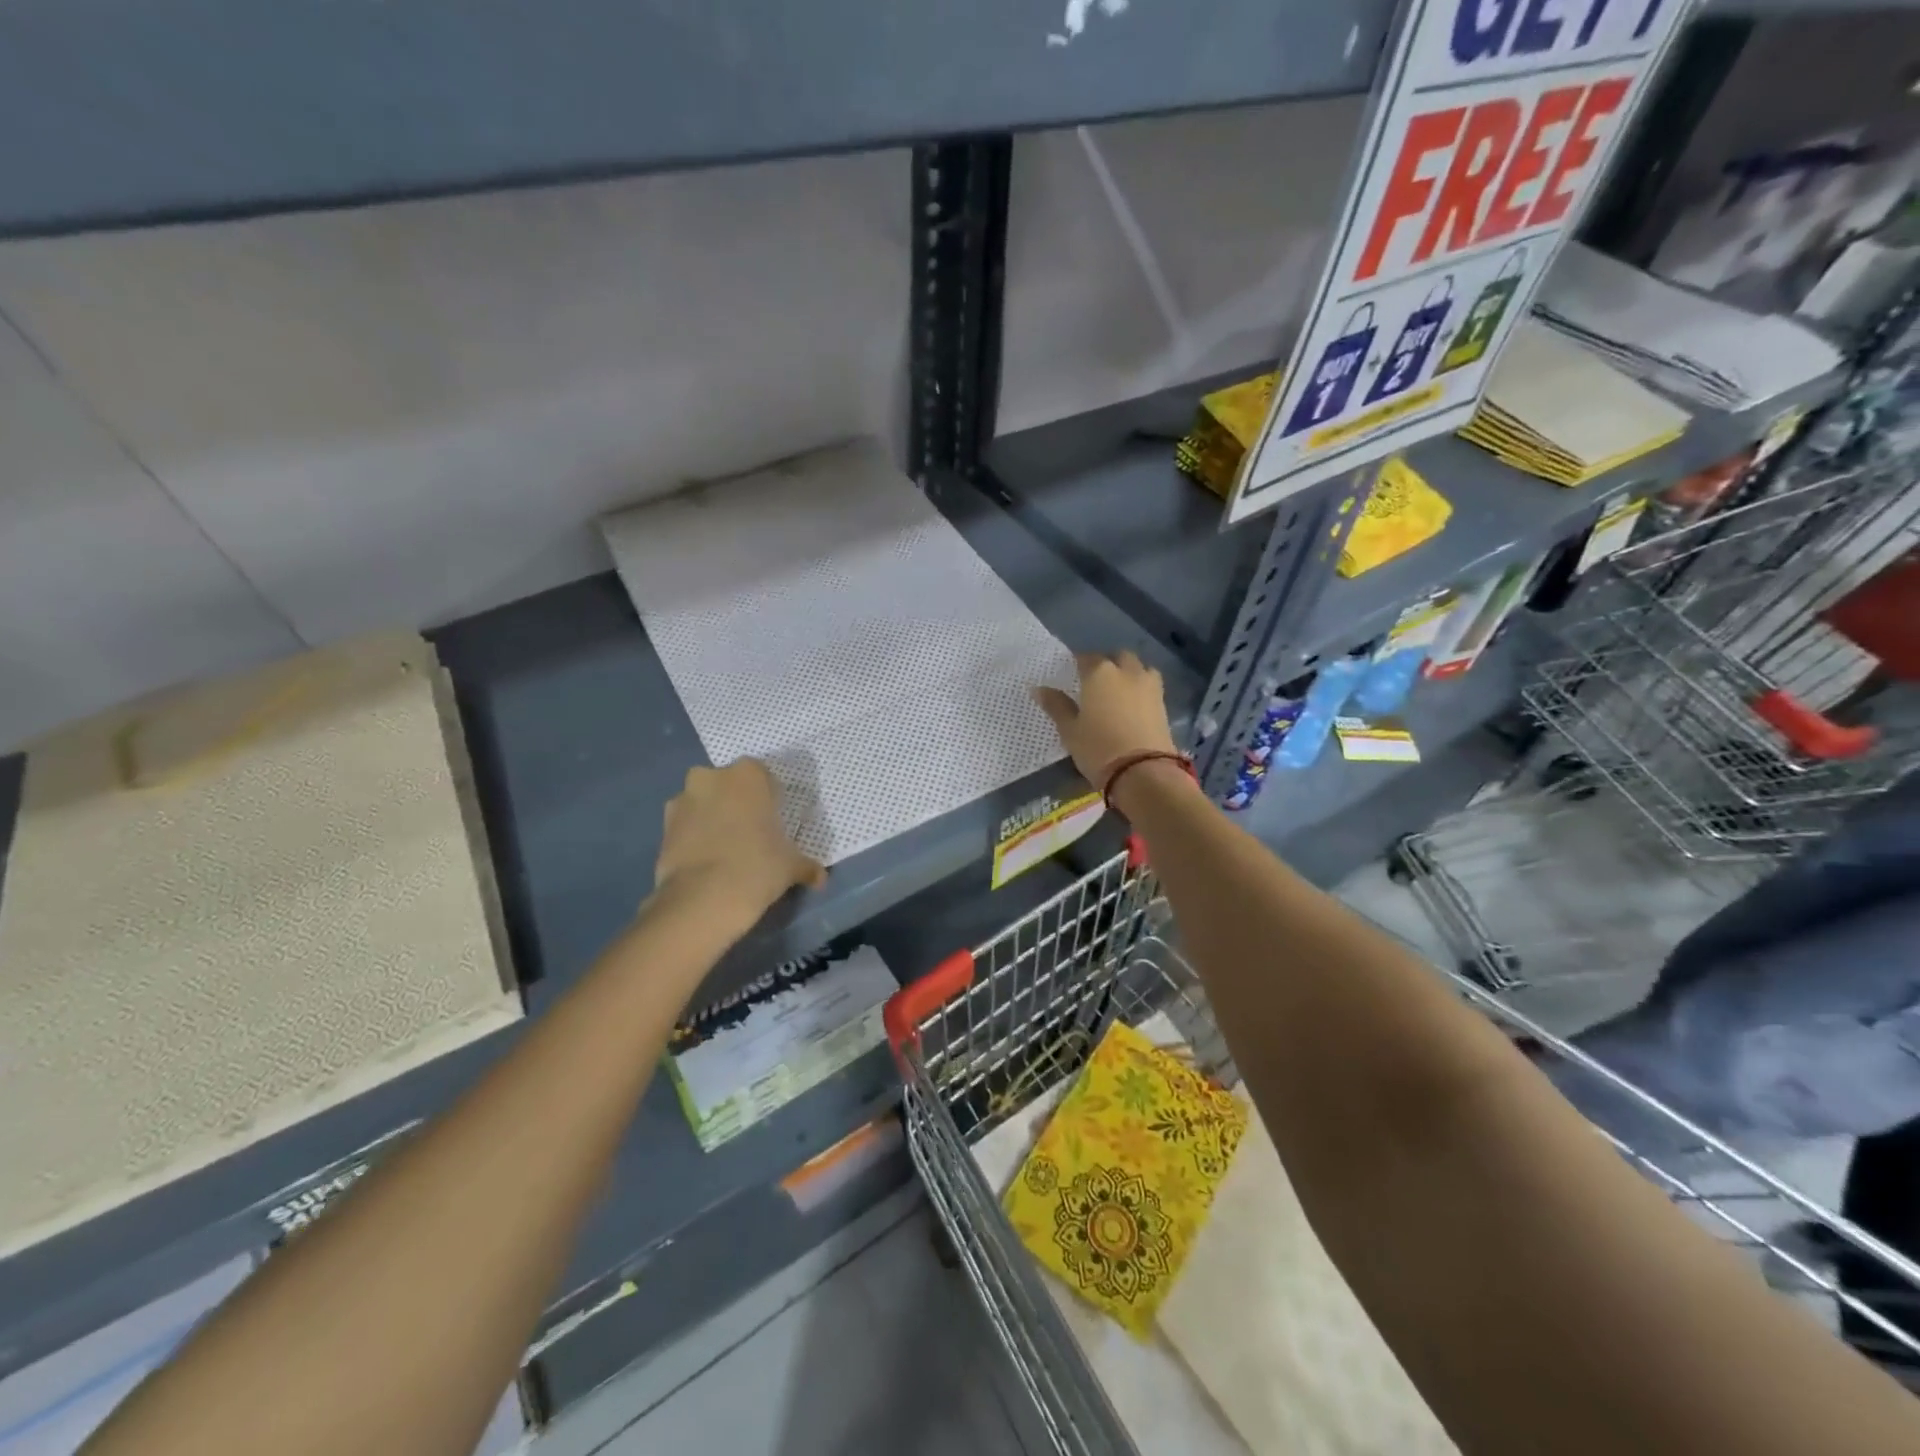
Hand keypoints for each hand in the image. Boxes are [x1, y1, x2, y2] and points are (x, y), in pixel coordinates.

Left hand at [654, 760, 825, 935]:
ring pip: (703, 802)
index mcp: (748, 774)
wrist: (703, 899)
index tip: (773, 821)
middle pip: (728, 785)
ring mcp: (682, 800)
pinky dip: (693, 836)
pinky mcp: (662, 826)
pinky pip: (685, 825)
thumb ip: (807, 866)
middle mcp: (711, 777)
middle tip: (750, 833)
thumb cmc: (757, 867)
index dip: (768, 797)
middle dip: (736, 802)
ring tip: (724, 850)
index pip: (762, 776)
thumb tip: (821, 878)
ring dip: (712, 817)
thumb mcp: (791, 866)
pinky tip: (705, 861)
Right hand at [1033, 651, 1177, 790]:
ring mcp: (1149, 686)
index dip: (1078, 664)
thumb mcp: (1070, 730)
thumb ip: (1056, 706)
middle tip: (1095, 681)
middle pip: (1117, 657)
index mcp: (1099, 673)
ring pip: (1139, 668)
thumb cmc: (1097, 748)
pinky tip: (1132, 705)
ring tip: (1118, 690)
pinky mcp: (1163, 703)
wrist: (1142, 771)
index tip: (1072, 674)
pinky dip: (1141, 689)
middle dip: (1107, 663)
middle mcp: (1126, 671)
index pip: (1085, 658)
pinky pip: (1150, 686)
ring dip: (1129, 672)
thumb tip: (1039, 689)